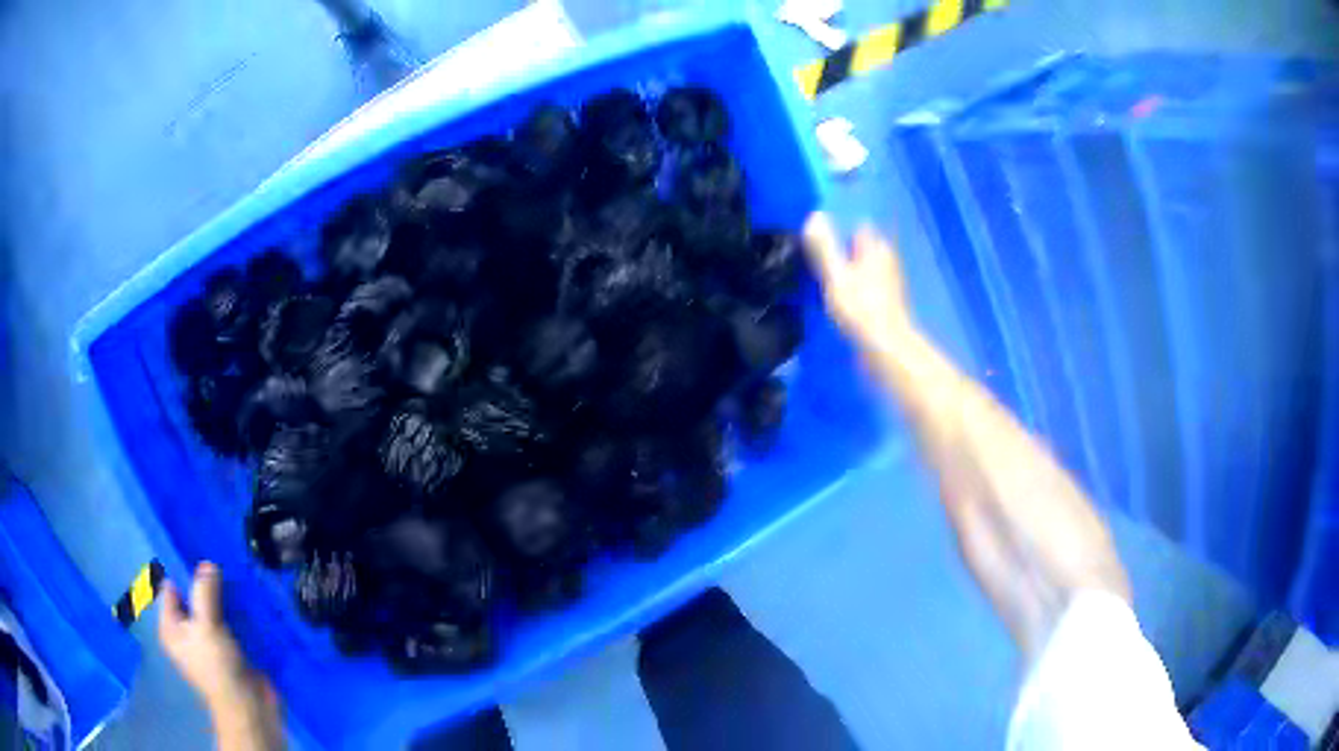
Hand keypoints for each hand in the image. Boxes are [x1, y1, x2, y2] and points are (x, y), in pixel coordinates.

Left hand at [159, 562, 281, 748]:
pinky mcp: (229, 651)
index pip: (170, 589)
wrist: (248, 707)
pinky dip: (235, 614)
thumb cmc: (217, 666)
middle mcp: (186, 633)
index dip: (183, 572)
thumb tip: (207, 563)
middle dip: (205, 584)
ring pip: (212, 611)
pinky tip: (246, 602)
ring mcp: (208, 643)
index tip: (200, 554)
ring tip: (236, 577)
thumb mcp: (206, 624)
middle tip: (221, 562)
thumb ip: (204, 591)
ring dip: (223, 599)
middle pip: (192, 598)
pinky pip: (228, 624)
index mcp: (170, 628)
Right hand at [802, 213, 914, 352]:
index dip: (839, 228)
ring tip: (825, 278)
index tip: (819, 237)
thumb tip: (815, 215)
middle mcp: (886, 259)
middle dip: (844, 248)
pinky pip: (866, 285)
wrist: (886, 350)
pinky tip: (840, 298)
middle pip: (861, 246)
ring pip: (864, 266)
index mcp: (876, 248)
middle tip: (817, 258)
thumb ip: (825, 247)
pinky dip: (855, 287)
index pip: (858, 225)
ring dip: (849, 270)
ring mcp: (888, 282)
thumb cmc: (861, 310)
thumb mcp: (836, 276)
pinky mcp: (886, 302)